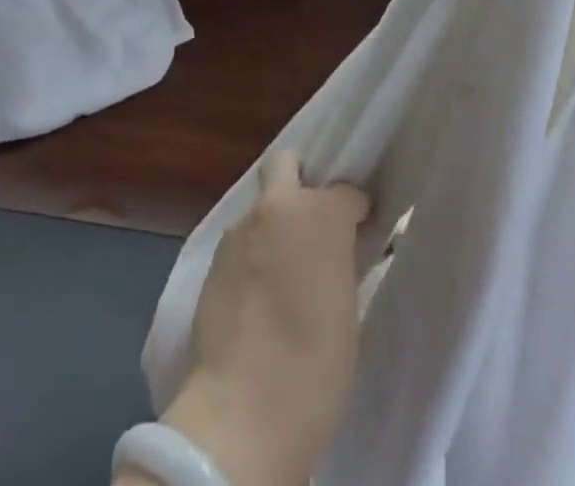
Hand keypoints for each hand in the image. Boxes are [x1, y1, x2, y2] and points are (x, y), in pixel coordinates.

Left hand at [143, 152, 370, 485]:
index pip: (348, 191)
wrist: (242, 412)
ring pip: (261, 206)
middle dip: (301, 181)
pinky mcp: (213, 257)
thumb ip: (342, 262)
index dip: (356, 211)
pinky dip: (253, 252)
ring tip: (282, 268)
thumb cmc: (315, 367)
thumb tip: (340, 251)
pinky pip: (241, 240)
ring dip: (274, 223)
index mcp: (321, 214)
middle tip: (313, 224)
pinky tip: (258, 291)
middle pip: (287, 164)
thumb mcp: (348, 308)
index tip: (361, 232)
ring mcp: (240, 228)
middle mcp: (278, 207)